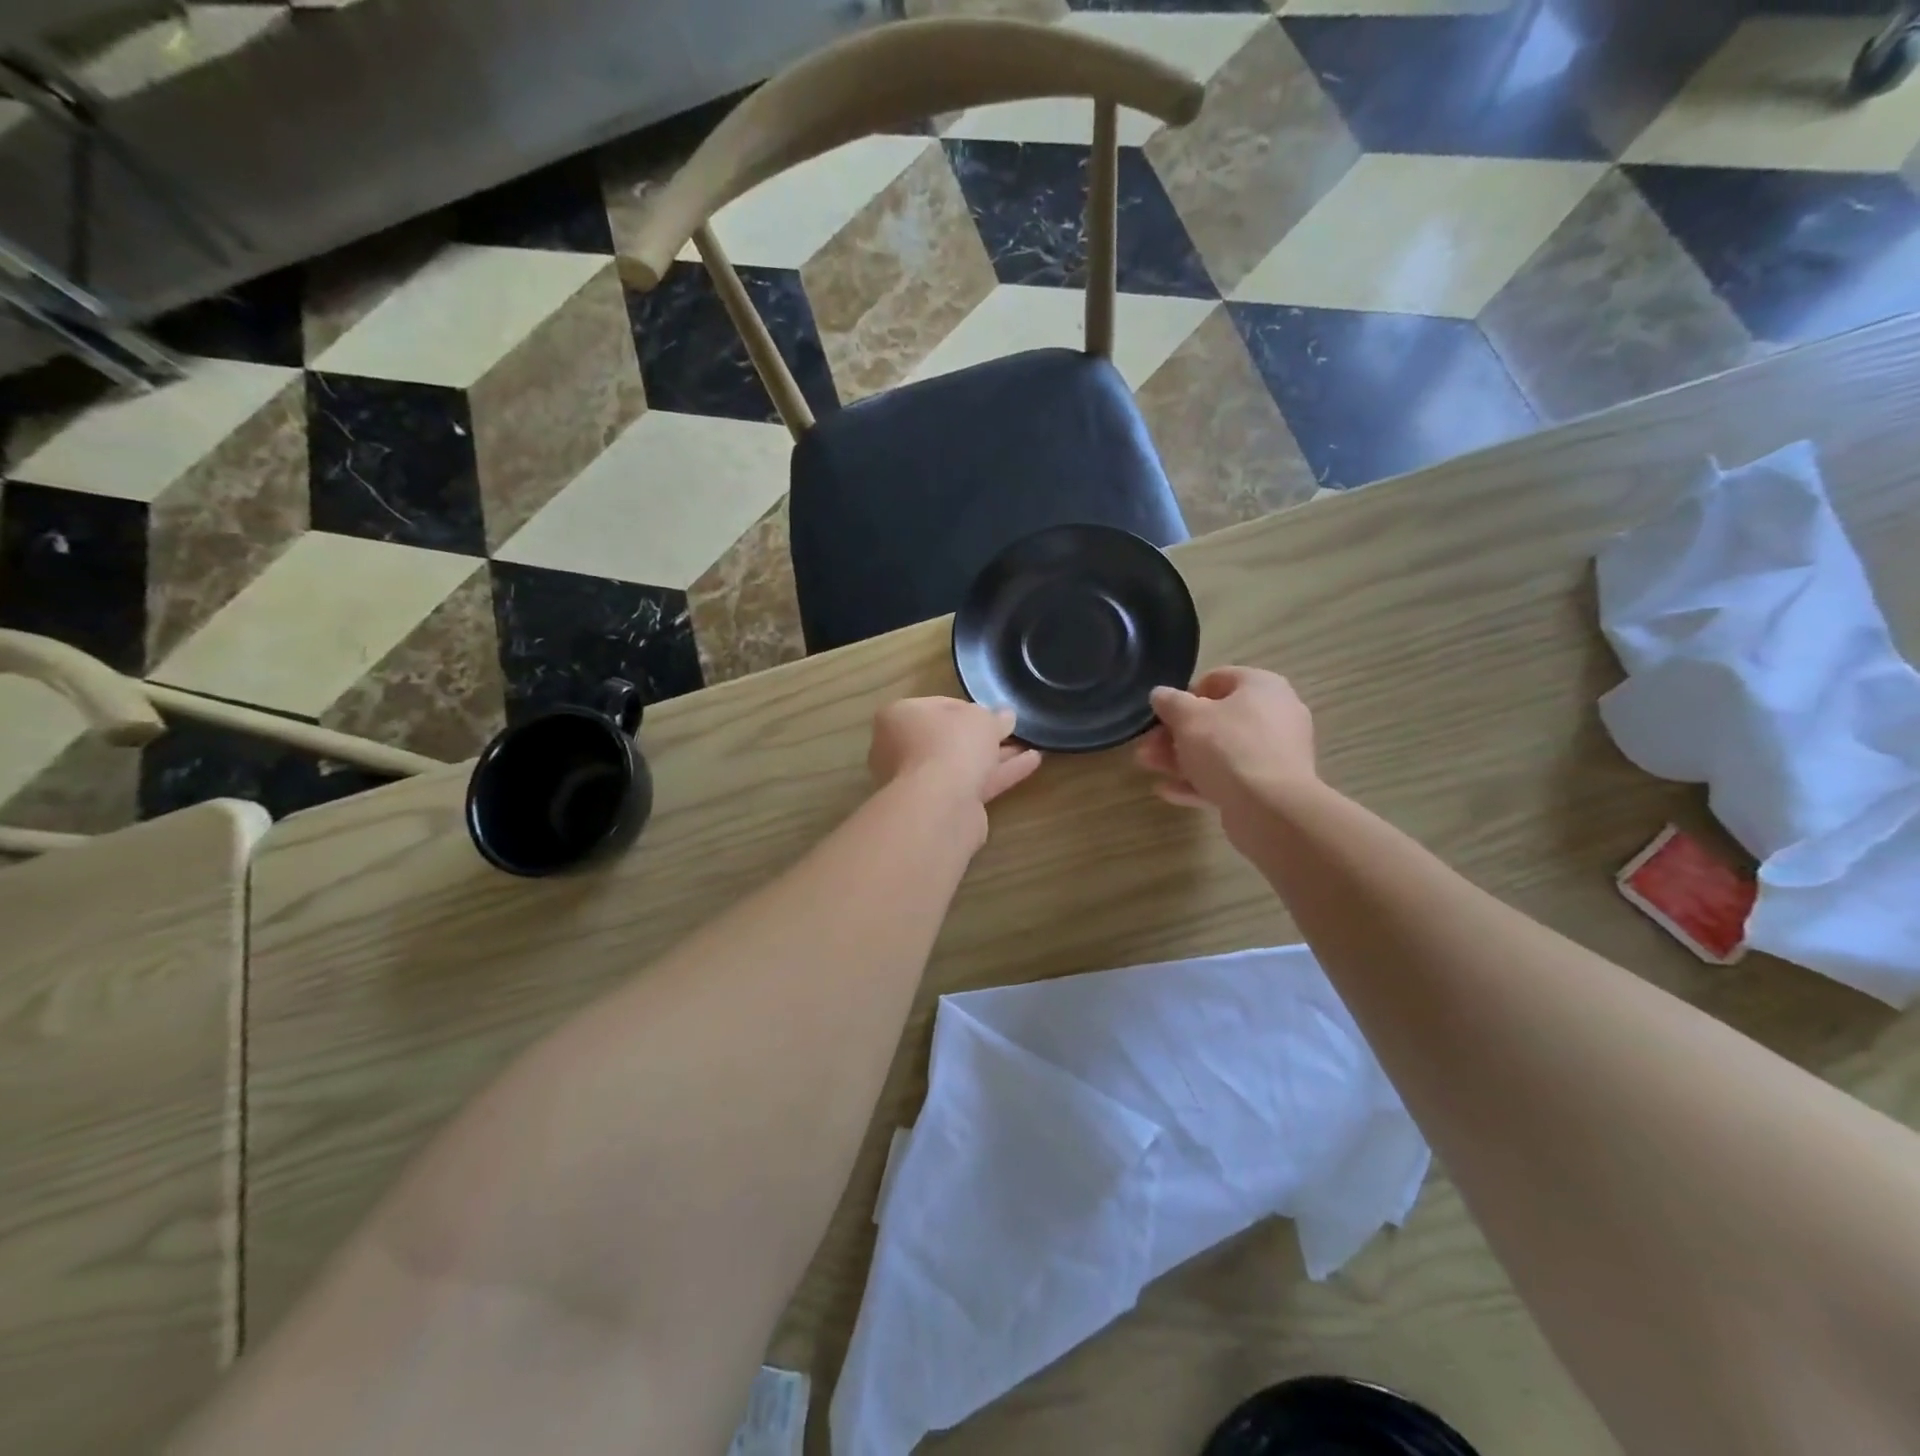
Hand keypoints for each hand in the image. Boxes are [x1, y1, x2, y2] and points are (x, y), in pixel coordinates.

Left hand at [869, 698, 1042, 821]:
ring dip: (997, 756)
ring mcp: (919, 782)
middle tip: (1013, 731)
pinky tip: (1032, 763)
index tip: (992, 713)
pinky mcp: (940, 807)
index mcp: (899, 718)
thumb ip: (994, 716)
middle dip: (983, 736)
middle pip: (949, 738)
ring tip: (1032, 746)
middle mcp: (901, 749)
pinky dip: (1000, 774)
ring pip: (963, 764)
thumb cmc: (951, 744)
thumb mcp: (979, 718)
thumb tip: (1005, 716)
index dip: (969, 708)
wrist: (940, 804)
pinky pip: (973, 784)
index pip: (937, 706)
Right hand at [1135, 668, 1315, 817]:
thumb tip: (1160, 694)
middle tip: (1146, 746)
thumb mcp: (1188, 717)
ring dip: (1180, 758)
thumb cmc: (1228, 747)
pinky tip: (1166, 791)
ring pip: (1219, 752)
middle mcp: (1274, 715)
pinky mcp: (1270, 788)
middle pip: (1215, 720)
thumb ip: (1170, 703)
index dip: (1185, 695)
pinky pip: (1229, 778)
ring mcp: (1274, 754)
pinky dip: (1199, 782)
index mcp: (1261, 687)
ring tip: (1147, 766)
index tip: (1162, 714)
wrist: (1271, 808)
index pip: (1218, 679)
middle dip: (1175, 734)